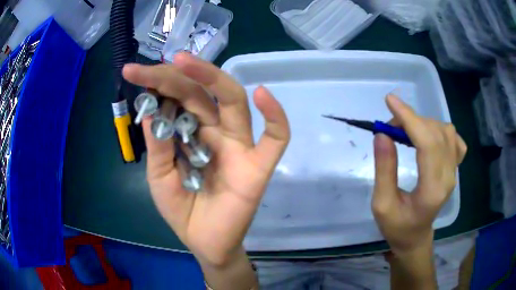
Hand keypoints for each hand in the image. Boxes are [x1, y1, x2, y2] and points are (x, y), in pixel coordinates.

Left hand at [123, 53, 289, 266]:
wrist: (205, 242)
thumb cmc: (181, 209)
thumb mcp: (159, 177)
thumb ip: (157, 146)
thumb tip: (150, 108)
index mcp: (191, 132)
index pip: (177, 97)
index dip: (156, 83)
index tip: (132, 73)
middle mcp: (215, 131)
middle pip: (201, 93)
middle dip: (176, 75)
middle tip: (151, 65)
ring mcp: (239, 145)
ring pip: (232, 102)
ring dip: (212, 78)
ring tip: (185, 62)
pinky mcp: (259, 165)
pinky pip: (276, 137)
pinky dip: (275, 116)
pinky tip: (261, 94)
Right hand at [372, 95, 466, 254]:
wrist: (415, 237)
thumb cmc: (397, 226)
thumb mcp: (382, 204)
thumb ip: (384, 170)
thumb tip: (383, 135)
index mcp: (432, 190)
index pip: (427, 144)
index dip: (410, 118)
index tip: (390, 101)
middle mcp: (448, 177)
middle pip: (436, 133)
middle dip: (411, 120)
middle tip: (390, 127)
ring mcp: (454, 171)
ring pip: (446, 131)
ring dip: (424, 124)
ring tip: (407, 132)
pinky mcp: (454, 167)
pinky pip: (454, 138)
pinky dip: (440, 129)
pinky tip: (429, 136)